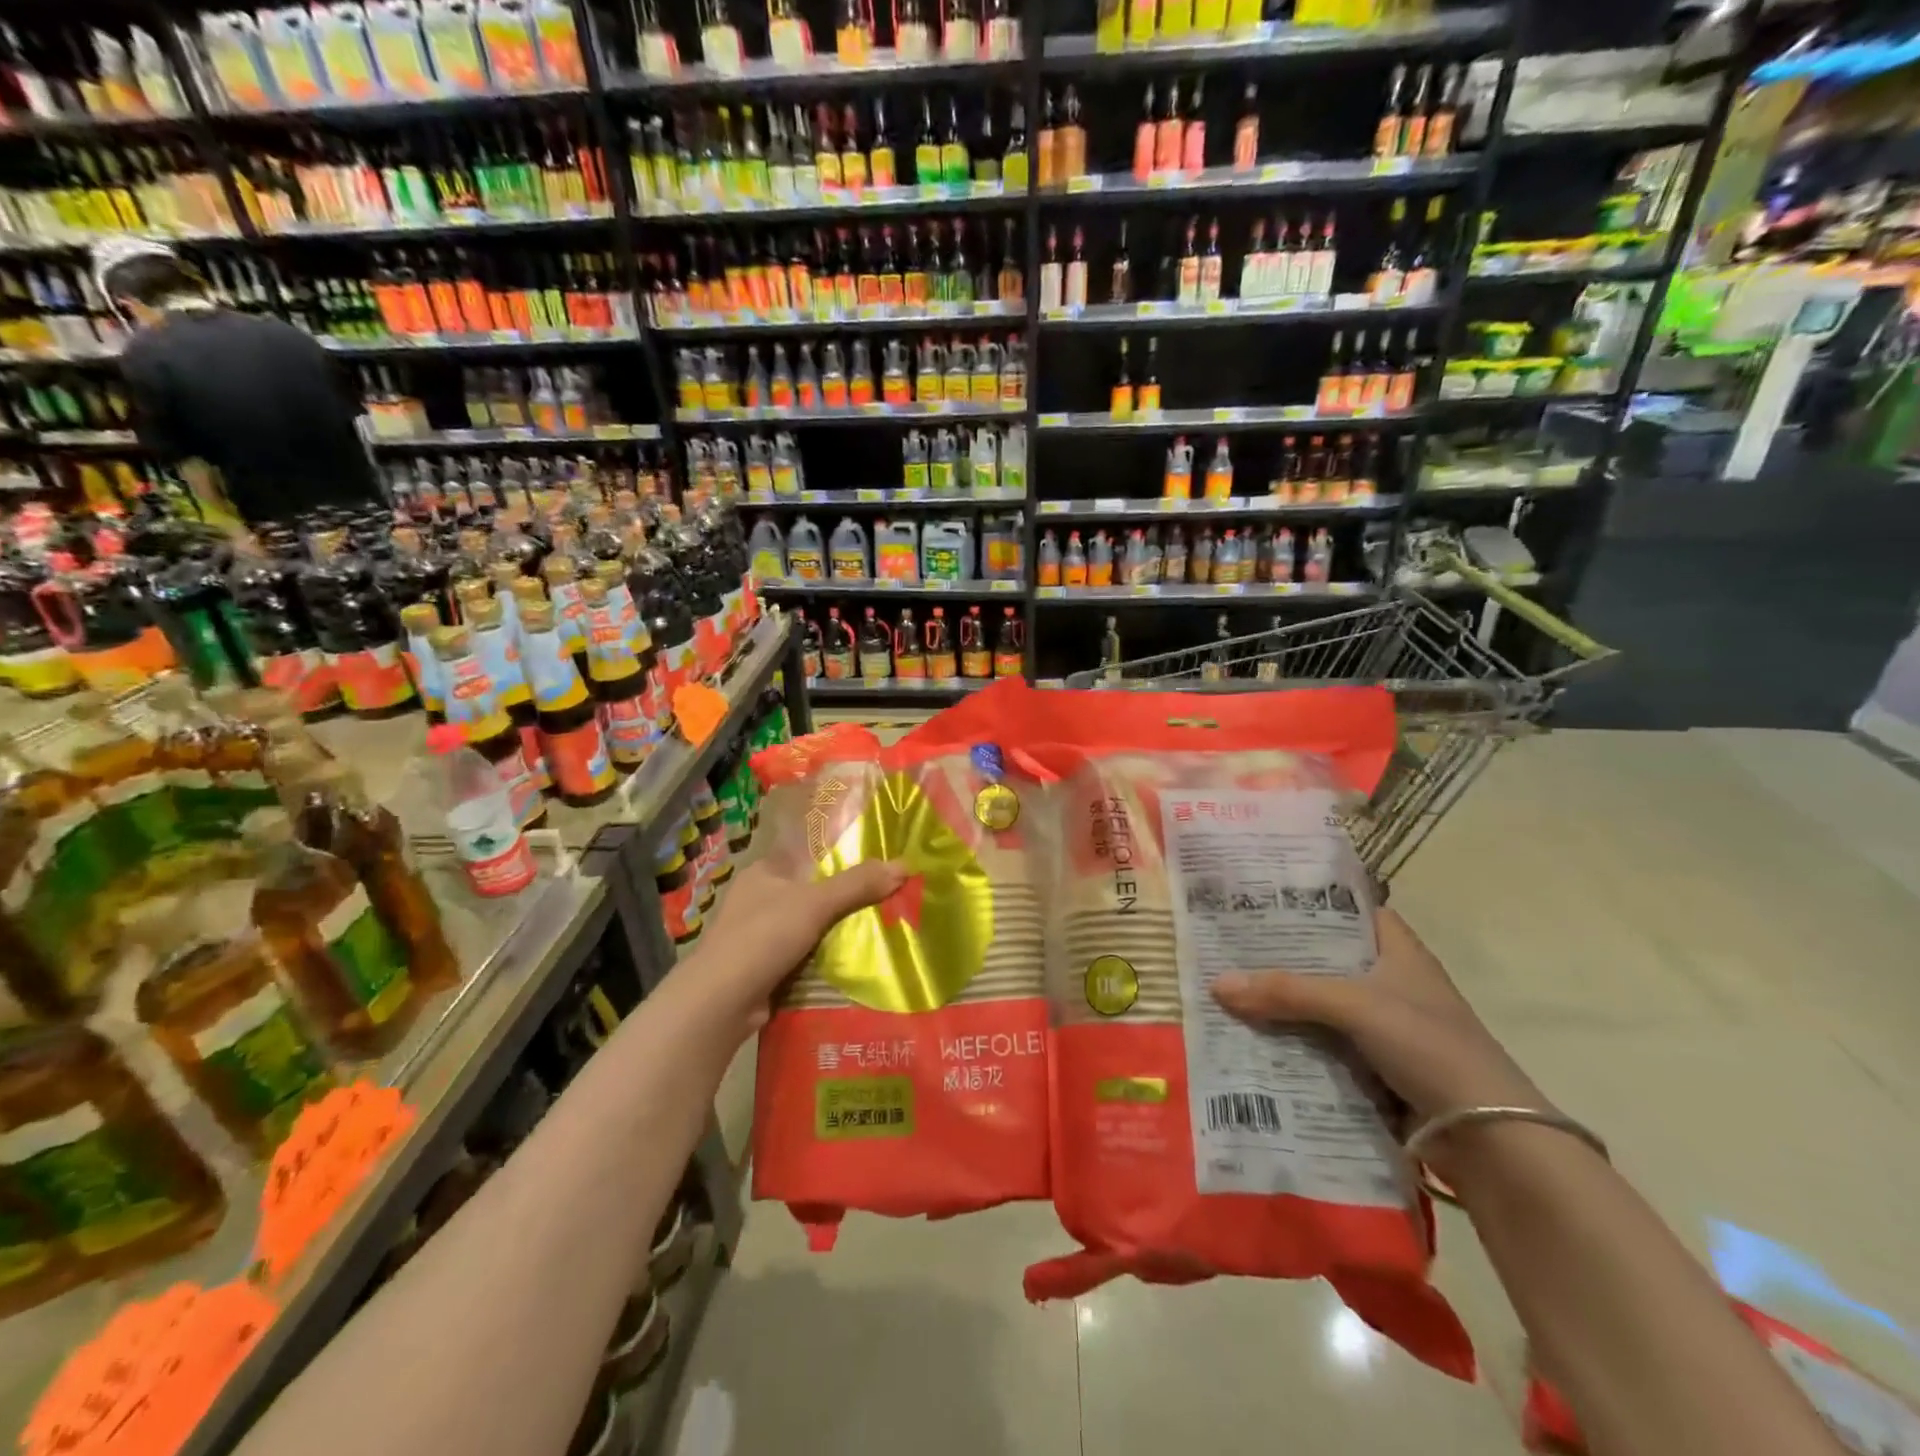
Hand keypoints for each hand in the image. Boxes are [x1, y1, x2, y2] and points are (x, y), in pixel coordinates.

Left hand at [682, 855, 904, 1035]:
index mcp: (763, 872)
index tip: (876, 862)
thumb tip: (905, 865)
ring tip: (880, 929)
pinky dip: (823, 959)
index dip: (840, 856)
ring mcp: (758, 936)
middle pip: (811, 891)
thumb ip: (858, 884)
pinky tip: (853, 963)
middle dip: (844, 898)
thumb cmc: (764, 936)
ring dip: (835, 932)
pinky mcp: (763, 968)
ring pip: (808, 926)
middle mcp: (758, 899)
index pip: (807, 854)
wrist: (721, 1002)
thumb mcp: (816, 903)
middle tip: (886, 898)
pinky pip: (803, 956)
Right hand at [1212, 908, 1547, 1129]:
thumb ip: (1287, 992)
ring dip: (1283, 1004)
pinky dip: (1294, 1043)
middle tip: (1227, 945)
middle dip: (1281, 956)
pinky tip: (1253, 1039)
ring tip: (1227, 990)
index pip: (1350, 910)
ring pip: (1321, 1005)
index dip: (1311, 901)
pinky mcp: (1376, 1068)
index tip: (1261, 897)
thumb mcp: (1355, 1005)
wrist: (1488, 1139)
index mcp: (1399, 951)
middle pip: (1326, 960)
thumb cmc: (1430, 1046)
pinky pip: (1323, 1045)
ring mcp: (1384, 1028)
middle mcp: (1391, 983)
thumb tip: (1217, 984)